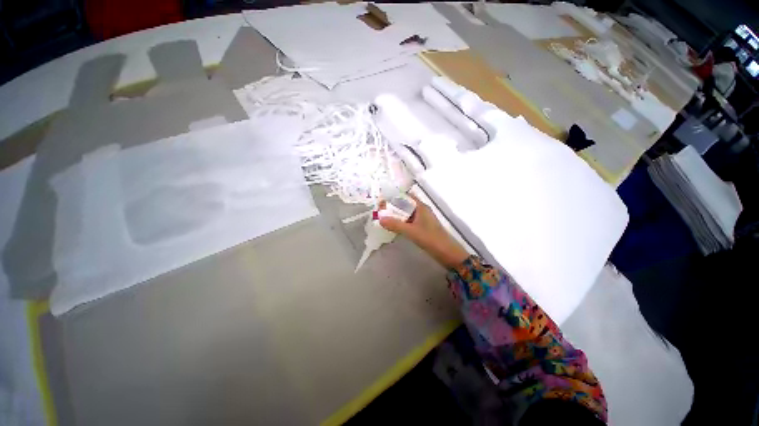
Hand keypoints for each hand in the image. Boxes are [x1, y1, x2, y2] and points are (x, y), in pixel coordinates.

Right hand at [379, 195, 469, 269]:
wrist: (448, 253)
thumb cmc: (431, 239)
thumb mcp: (411, 231)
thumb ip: (395, 225)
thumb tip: (380, 219)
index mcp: (421, 207)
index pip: (405, 197)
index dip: (393, 197)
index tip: (381, 200)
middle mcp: (422, 210)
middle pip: (405, 205)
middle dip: (393, 207)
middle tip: (379, 211)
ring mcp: (422, 219)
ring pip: (407, 214)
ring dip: (397, 215)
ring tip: (383, 218)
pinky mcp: (422, 228)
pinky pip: (409, 222)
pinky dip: (401, 223)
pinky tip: (394, 227)